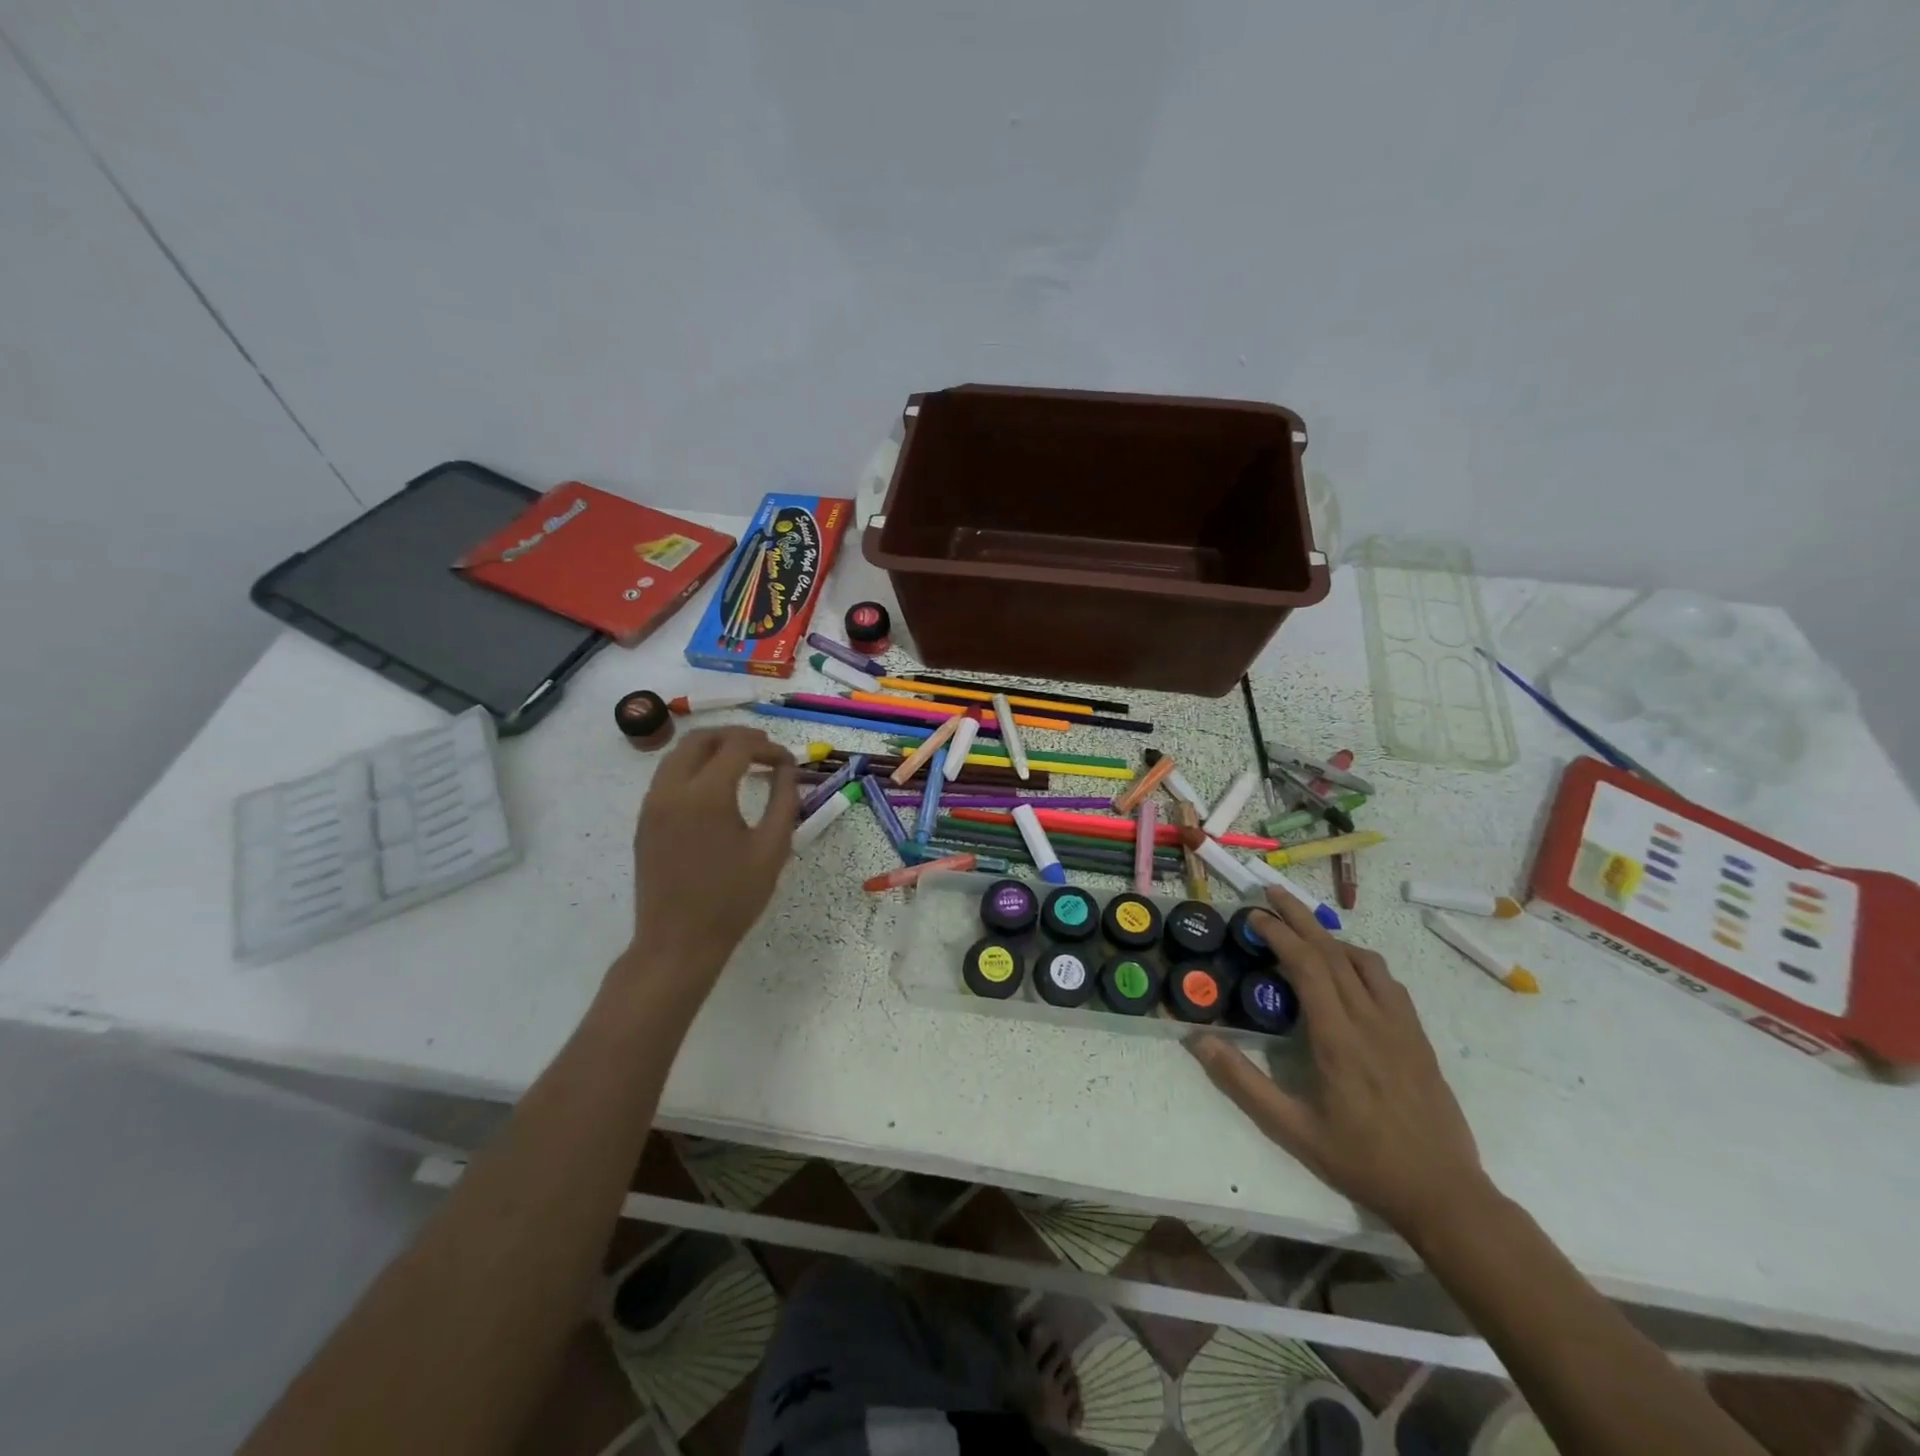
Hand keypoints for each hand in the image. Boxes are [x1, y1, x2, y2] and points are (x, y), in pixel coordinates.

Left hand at [622, 726, 797, 992]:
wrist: (678, 941)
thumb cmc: (732, 899)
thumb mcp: (772, 849)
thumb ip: (784, 801)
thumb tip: (788, 769)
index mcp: (706, 795)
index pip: (738, 747)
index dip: (767, 747)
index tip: (787, 762)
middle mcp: (672, 789)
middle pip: (702, 738)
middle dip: (737, 737)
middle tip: (765, 750)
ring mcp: (652, 803)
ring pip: (680, 753)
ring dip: (713, 748)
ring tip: (743, 762)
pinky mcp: (645, 819)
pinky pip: (668, 775)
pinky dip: (694, 766)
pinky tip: (717, 786)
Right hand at [1186, 888, 1496, 1241]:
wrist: (1444, 1193)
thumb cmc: (1362, 1161)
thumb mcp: (1292, 1129)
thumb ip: (1243, 1082)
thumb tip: (1198, 1040)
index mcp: (1338, 1038)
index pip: (1306, 966)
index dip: (1279, 934)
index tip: (1254, 916)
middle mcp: (1371, 1020)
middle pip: (1332, 951)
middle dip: (1299, 917)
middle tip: (1271, 893)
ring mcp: (1400, 1026)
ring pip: (1364, 961)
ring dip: (1329, 936)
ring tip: (1303, 929)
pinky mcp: (1418, 1037)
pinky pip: (1387, 982)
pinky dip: (1359, 960)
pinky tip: (1347, 970)